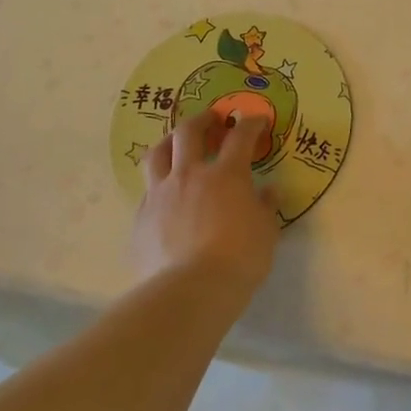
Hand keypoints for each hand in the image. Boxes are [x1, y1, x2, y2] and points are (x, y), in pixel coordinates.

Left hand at [133, 112, 279, 295]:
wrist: (190, 291)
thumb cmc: (239, 258)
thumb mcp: (266, 232)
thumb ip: (266, 206)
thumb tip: (269, 191)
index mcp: (226, 175)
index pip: (240, 137)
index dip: (251, 124)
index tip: (257, 120)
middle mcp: (189, 175)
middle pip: (189, 133)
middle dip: (202, 120)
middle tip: (212, 119)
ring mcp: (160, 195)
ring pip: (157, 154)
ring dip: (169, 142)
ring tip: (177, 144)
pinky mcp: (140, 219)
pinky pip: (148, 192)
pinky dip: (159, 186)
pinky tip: (166, 197)